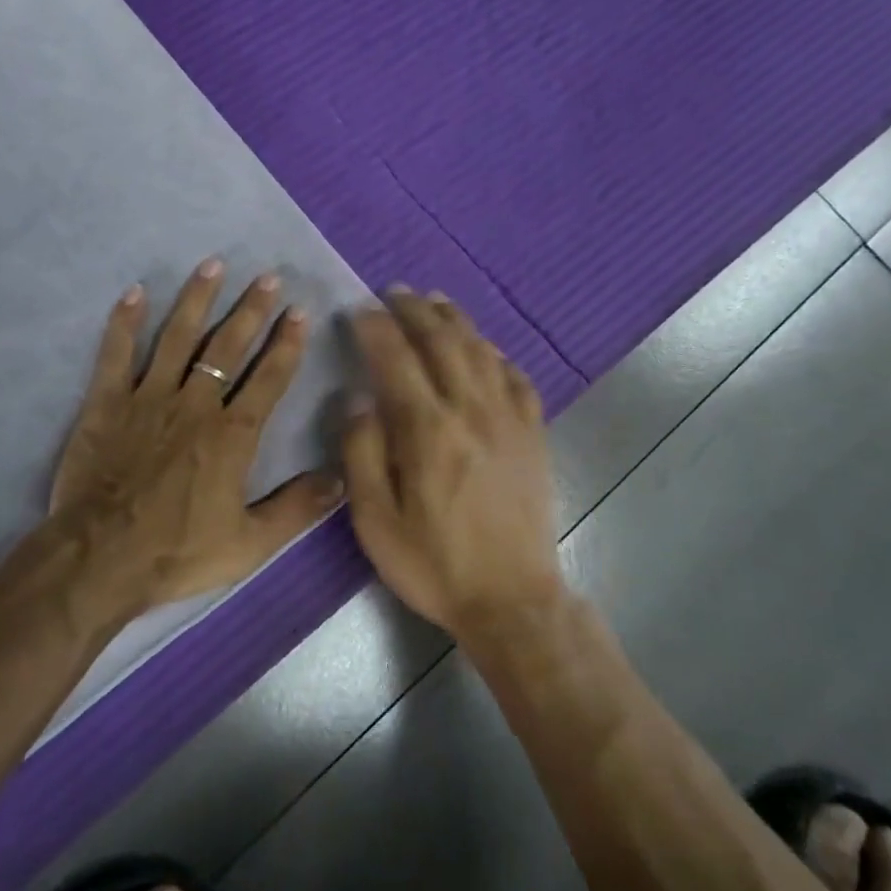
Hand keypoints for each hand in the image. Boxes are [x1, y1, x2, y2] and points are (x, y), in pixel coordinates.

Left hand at [49, 259, 343, 621]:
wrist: (100, 559)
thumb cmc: (177, 553)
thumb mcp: (249, 544)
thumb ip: (296, 509)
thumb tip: (341, 478)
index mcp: (232, 435)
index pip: (268, 379)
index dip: (286, 344)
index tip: (299, 312)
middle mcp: (195, 405)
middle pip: (228, 347)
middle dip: (251, 310)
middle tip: (268, 277)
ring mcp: (148, 398)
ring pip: (177, 338)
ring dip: (197, 299)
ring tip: (214, 264)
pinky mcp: (107, 403)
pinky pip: (116, 354)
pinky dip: (124, 322)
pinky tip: (135, 292)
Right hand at [341, 289, 563, 636]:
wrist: (512, 599)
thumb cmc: (433, 563)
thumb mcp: (374, 520)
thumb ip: (361, 452)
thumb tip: (357, 397)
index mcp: (427, 430)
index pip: (396, 357)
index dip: (375, 326)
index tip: (358, 308)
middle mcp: (471, 410)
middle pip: (442, 340)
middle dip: (414, 309)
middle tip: (393, 292)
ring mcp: (509, 419)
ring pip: (480, 349)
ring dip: (454, 319)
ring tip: (433, 301)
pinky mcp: (533, 433)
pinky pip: (515, 376)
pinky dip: (494, 352)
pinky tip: (483, 348)